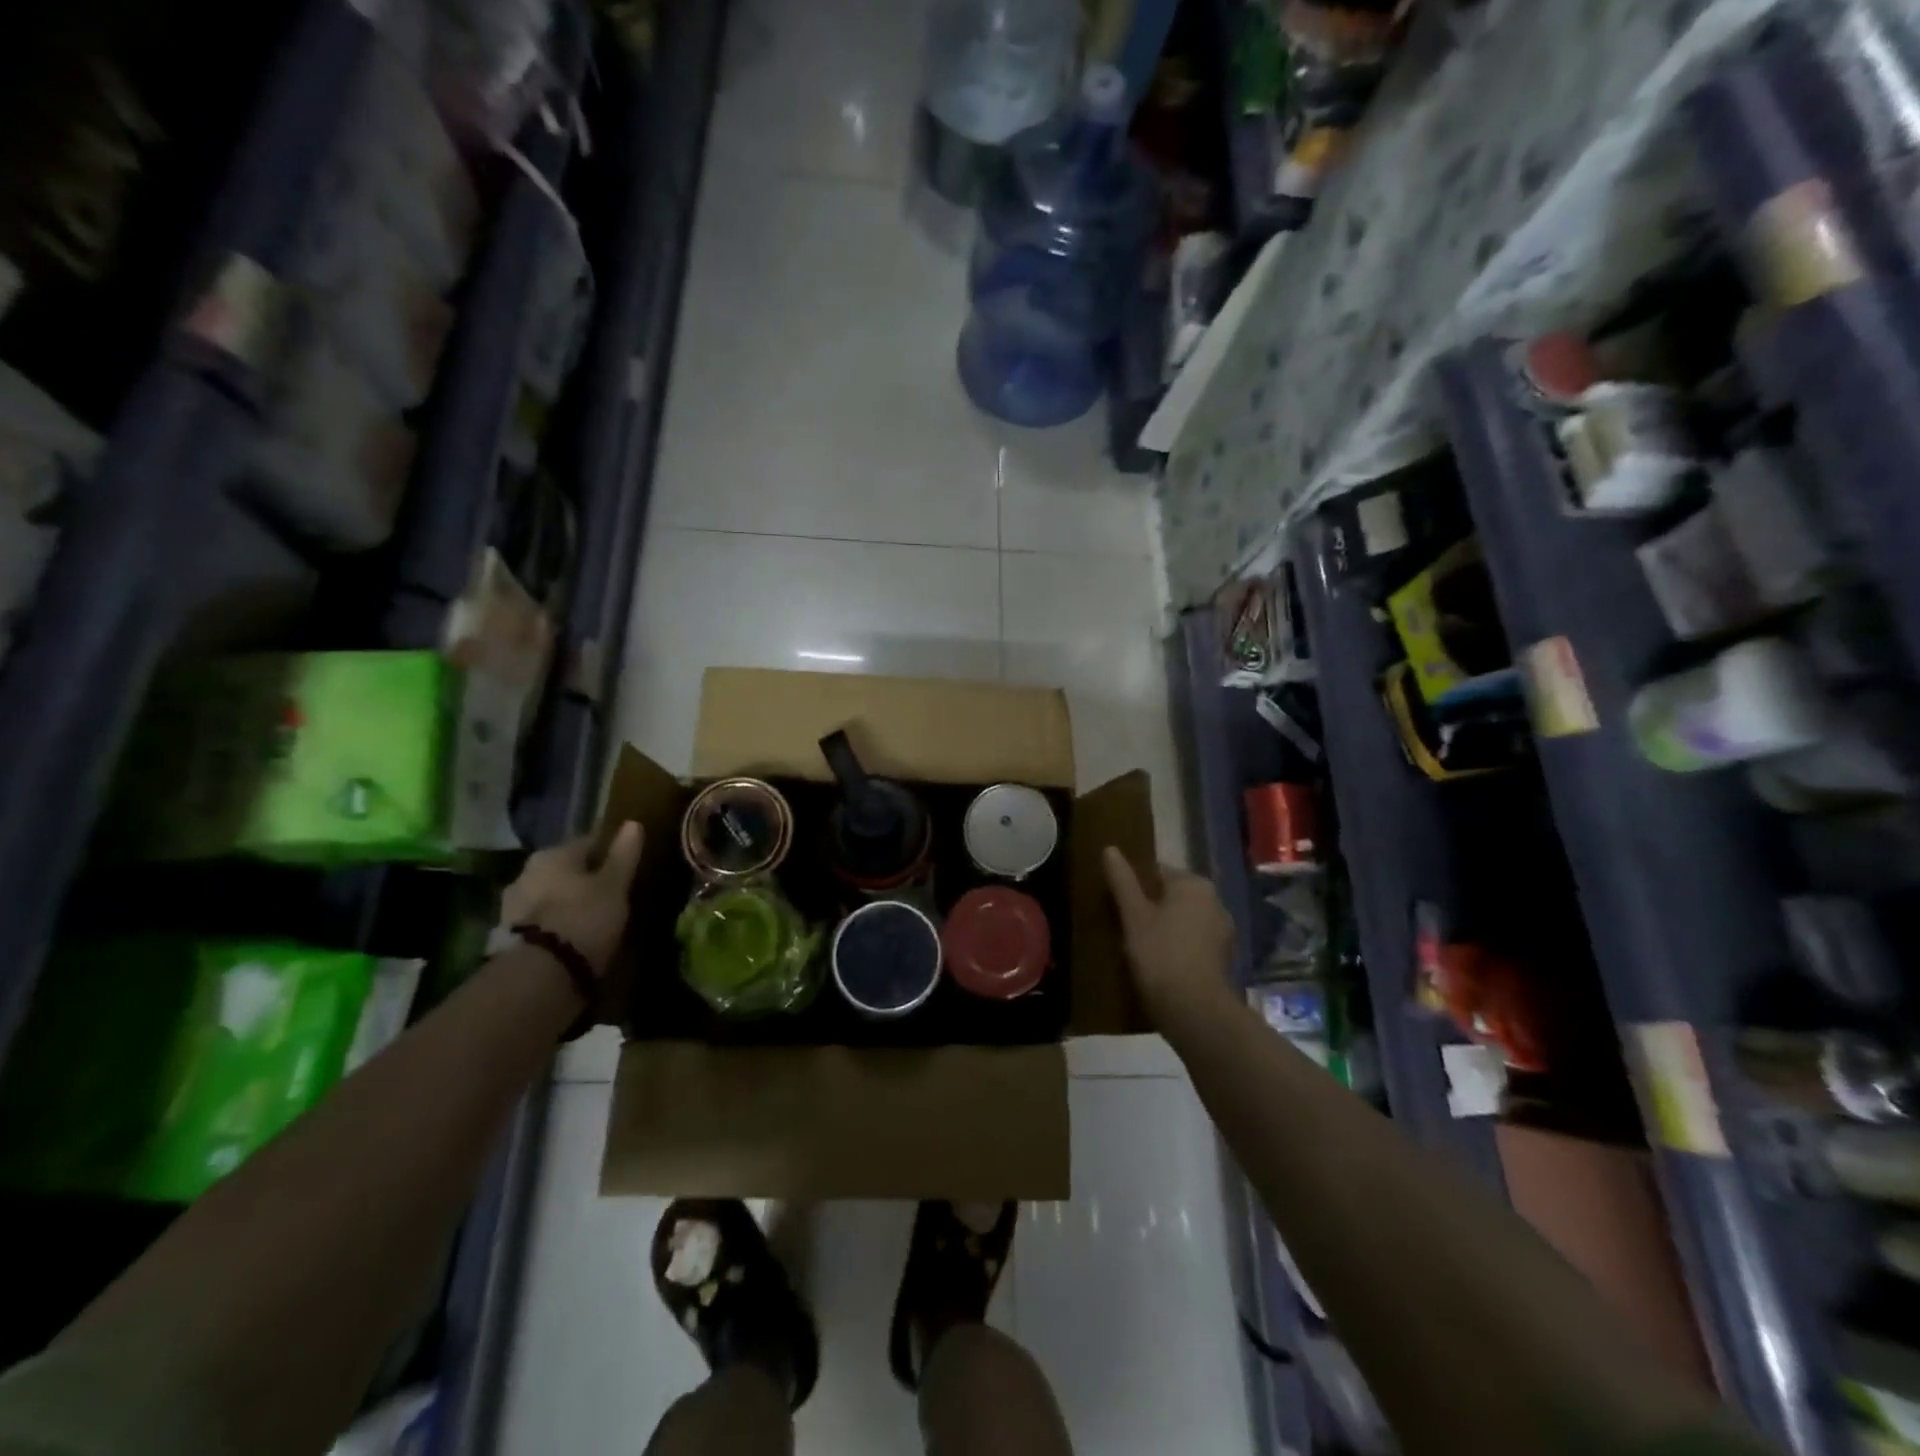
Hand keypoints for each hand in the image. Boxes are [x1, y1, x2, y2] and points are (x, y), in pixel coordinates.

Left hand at [501, 822, 643, 975]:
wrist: (540, 975)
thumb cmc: (584, 918)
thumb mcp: (615, 885)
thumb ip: (623, 854)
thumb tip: (633, 823)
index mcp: (553, 854)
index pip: (588, 843)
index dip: (609, 854)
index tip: (626, 868)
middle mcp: (527, 872)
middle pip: (565, 870)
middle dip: (585, 880)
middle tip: (611, 895)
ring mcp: (512, 905)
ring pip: (551, 896)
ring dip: (568, 903)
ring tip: (593, 920)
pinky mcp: (508, 936)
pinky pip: (541, 922)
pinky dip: (556, 926)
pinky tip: (573, 938)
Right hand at [1101, 847, 1235, 1026]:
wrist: (1195, 1011)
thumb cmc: (1160, 954)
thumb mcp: (1134, 915)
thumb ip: (1122, 880)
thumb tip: (1110, 848)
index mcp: (1194, 884)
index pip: (1157, 871)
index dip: (1134, 885)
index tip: (1116, 902)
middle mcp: (1214, 900)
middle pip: (1172, 895)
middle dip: (1150, 906)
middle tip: (1122, 924)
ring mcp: (1222, 930)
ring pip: (1183, 919)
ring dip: (1164, 927)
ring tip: (1137, 945)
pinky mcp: (1223, 957)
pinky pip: (1193, 941)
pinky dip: (1177, 945)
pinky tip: (1158, 962)